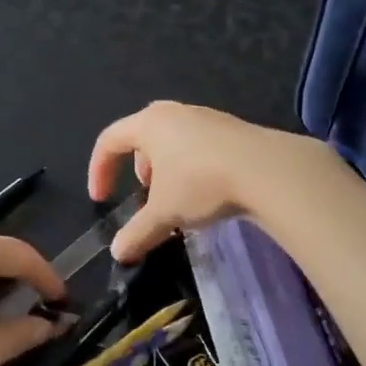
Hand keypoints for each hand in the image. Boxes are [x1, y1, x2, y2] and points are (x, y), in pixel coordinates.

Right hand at [87, 102, 330, 261]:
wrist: (267, 170)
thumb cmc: (202, 182)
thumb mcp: (165, 212)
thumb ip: (137, 232)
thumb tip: (117, 253)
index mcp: (149, 123)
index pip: (109, 140)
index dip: (99, 170)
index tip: (101, 199)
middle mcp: (174, 113)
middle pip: (142, 135)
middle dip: (136, 167)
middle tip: (144, 193)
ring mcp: (205, 117)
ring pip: (172, 140)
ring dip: (166, 168)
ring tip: (176, 196)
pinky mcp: (231, 129)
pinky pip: (198, 144)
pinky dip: (191, 165)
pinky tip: (206, 191)